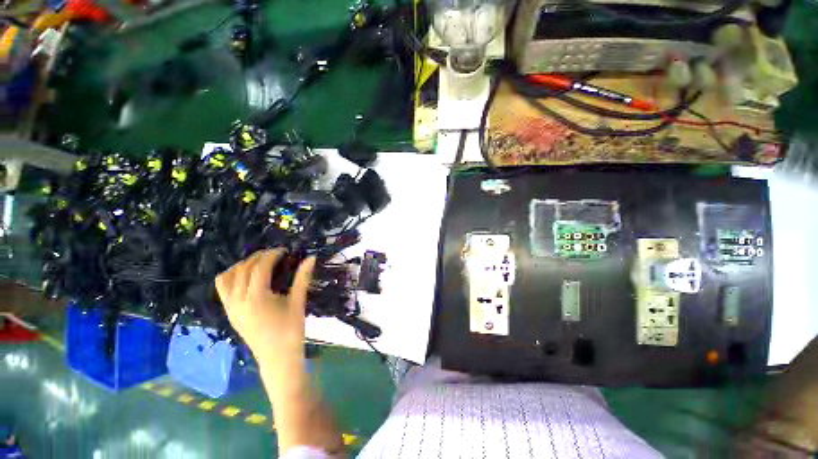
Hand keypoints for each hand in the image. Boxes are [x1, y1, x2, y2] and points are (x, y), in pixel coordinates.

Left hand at [215, 249, 315, 366]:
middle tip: (274, 254)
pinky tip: (248, 279)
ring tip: (258, 264)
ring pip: (226, 278)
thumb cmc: (291, 330)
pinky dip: (232, 278)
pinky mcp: (230, 313)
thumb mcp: (298, 302)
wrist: (277, 358)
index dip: (272, 255)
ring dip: (241, 266)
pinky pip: (223, 289)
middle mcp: (238, 301)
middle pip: (242, 269)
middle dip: (258, 257)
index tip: (284, 250)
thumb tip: (311, 258)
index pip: (260, 268)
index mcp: (257, 298)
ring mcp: (231, 308)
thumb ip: (302, 278)